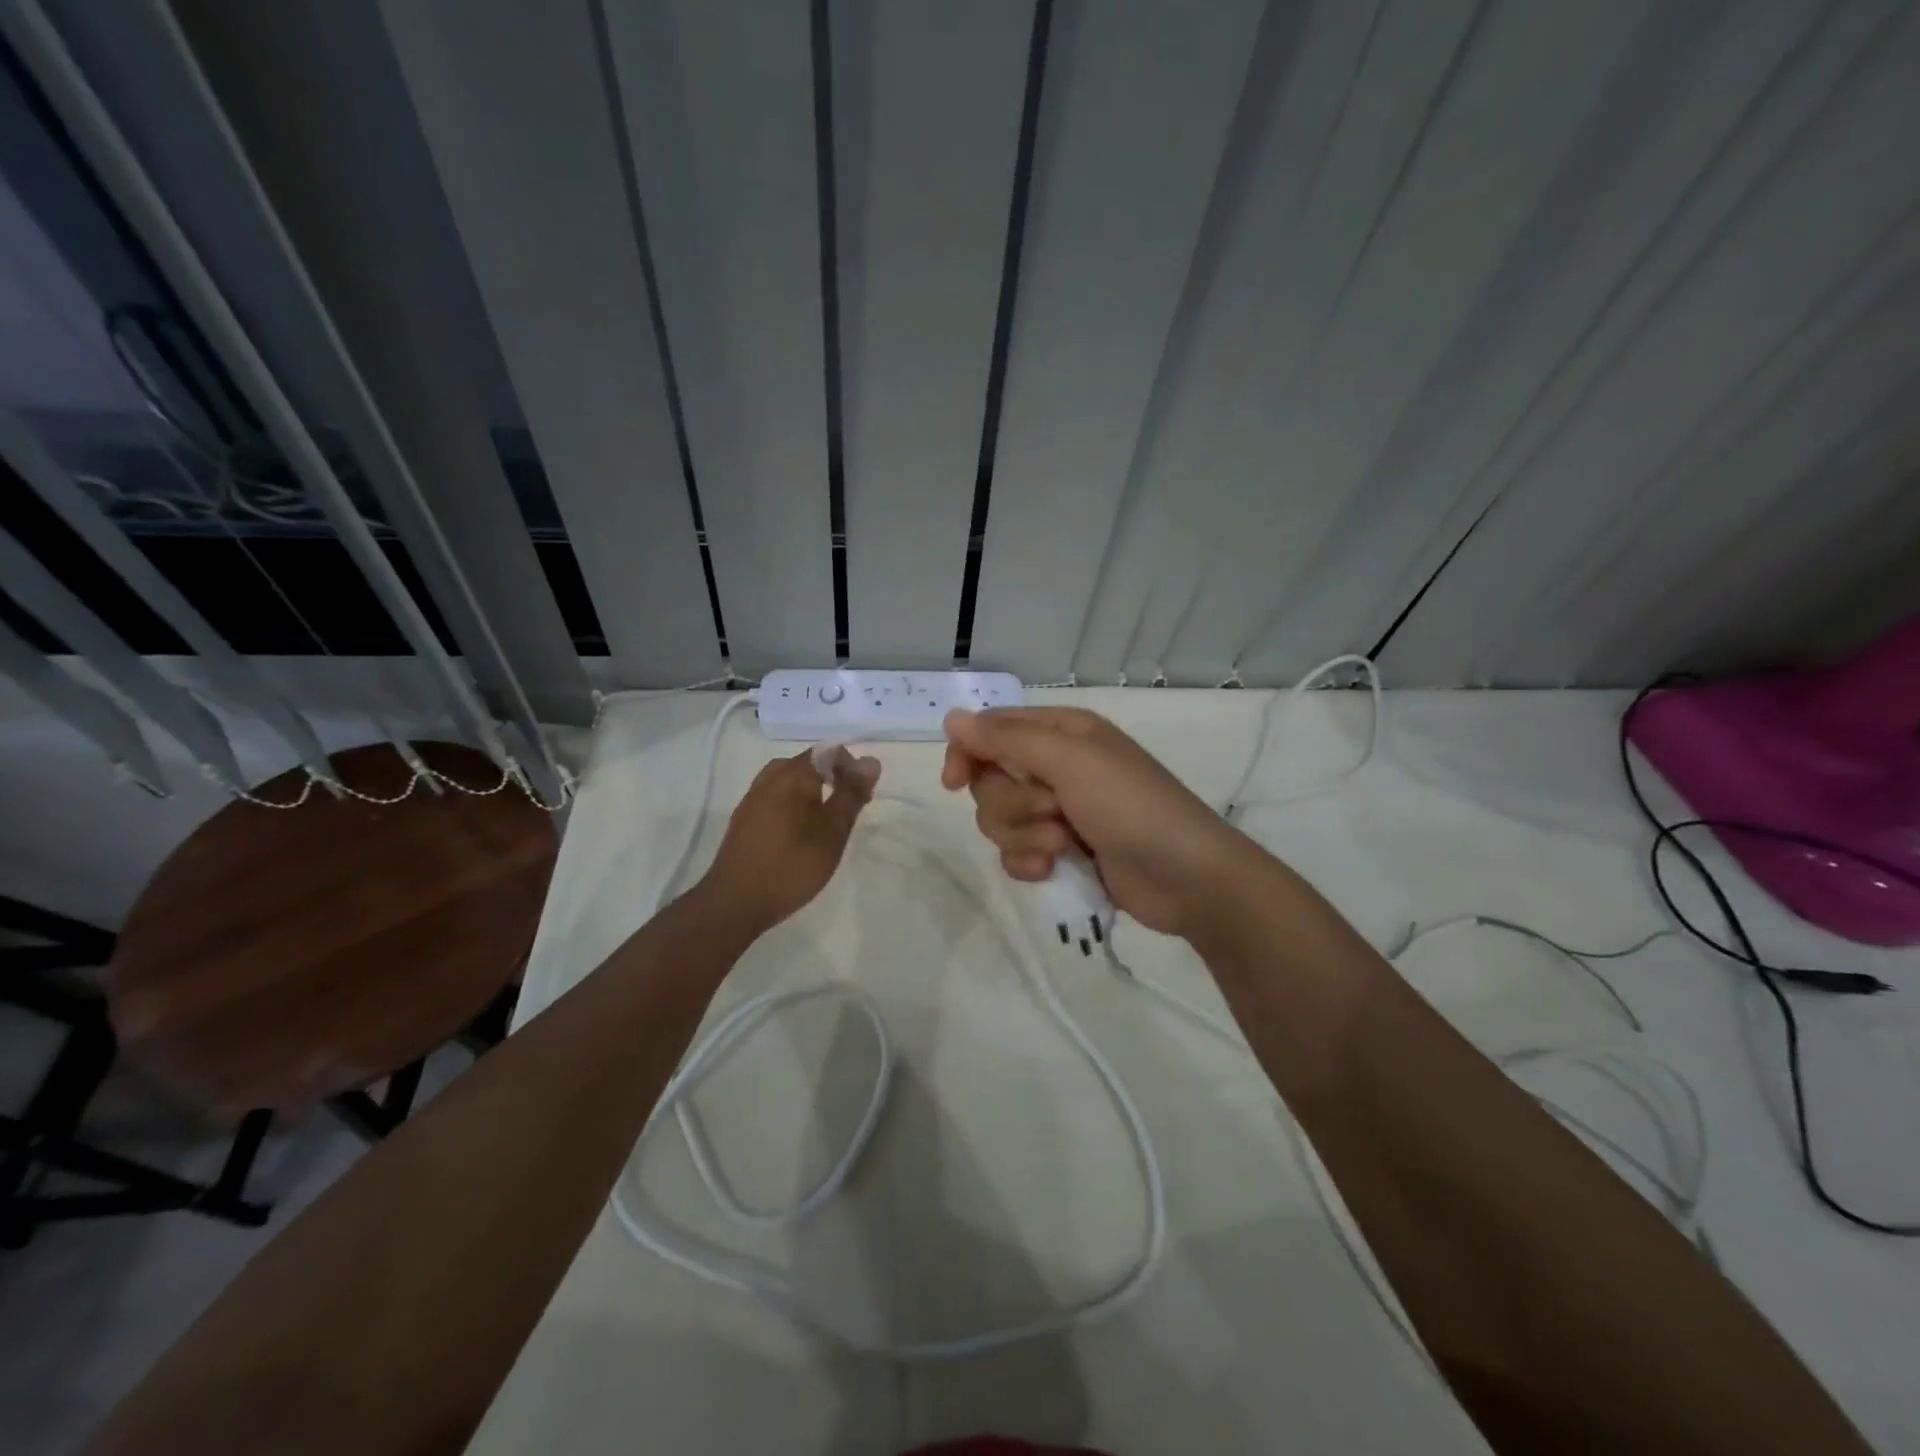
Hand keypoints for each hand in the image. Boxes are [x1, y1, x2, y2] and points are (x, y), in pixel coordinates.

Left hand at [699, 749, 879, 932]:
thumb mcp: (832, 832)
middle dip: (833, 779)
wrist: (734, 903)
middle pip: (807, 763)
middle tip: (847, 810)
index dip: (852, 769)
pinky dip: (794, 805)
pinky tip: (798, 834)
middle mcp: (769, 778)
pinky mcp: (743, 819)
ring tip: (825, 823)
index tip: (862, 799)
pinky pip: (775, 797)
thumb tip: (871, 760)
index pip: (829, 752)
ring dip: (812, 793)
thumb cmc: (791, 866)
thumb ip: (851, 795)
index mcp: (791, 775)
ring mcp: (752, 798)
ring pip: (789, 780)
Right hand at [941, 706, 1257, 938]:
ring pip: (1000, 821)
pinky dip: (1032, 863)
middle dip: (1013, 804)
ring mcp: (1058, 811)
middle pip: (990, 781)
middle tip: (1053, 811)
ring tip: (1064, 845)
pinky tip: (1056, 870)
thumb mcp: (1070, 761)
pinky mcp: (1061, 852)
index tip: (954, 783)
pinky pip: (1016, 854)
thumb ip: (1007, 739)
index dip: (967, 754)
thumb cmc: (1130, 805)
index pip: (990, 731)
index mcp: (1060, 733)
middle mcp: (1055, 767)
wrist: (1185, 877)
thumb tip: (952, 718)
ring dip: (1026, 836)